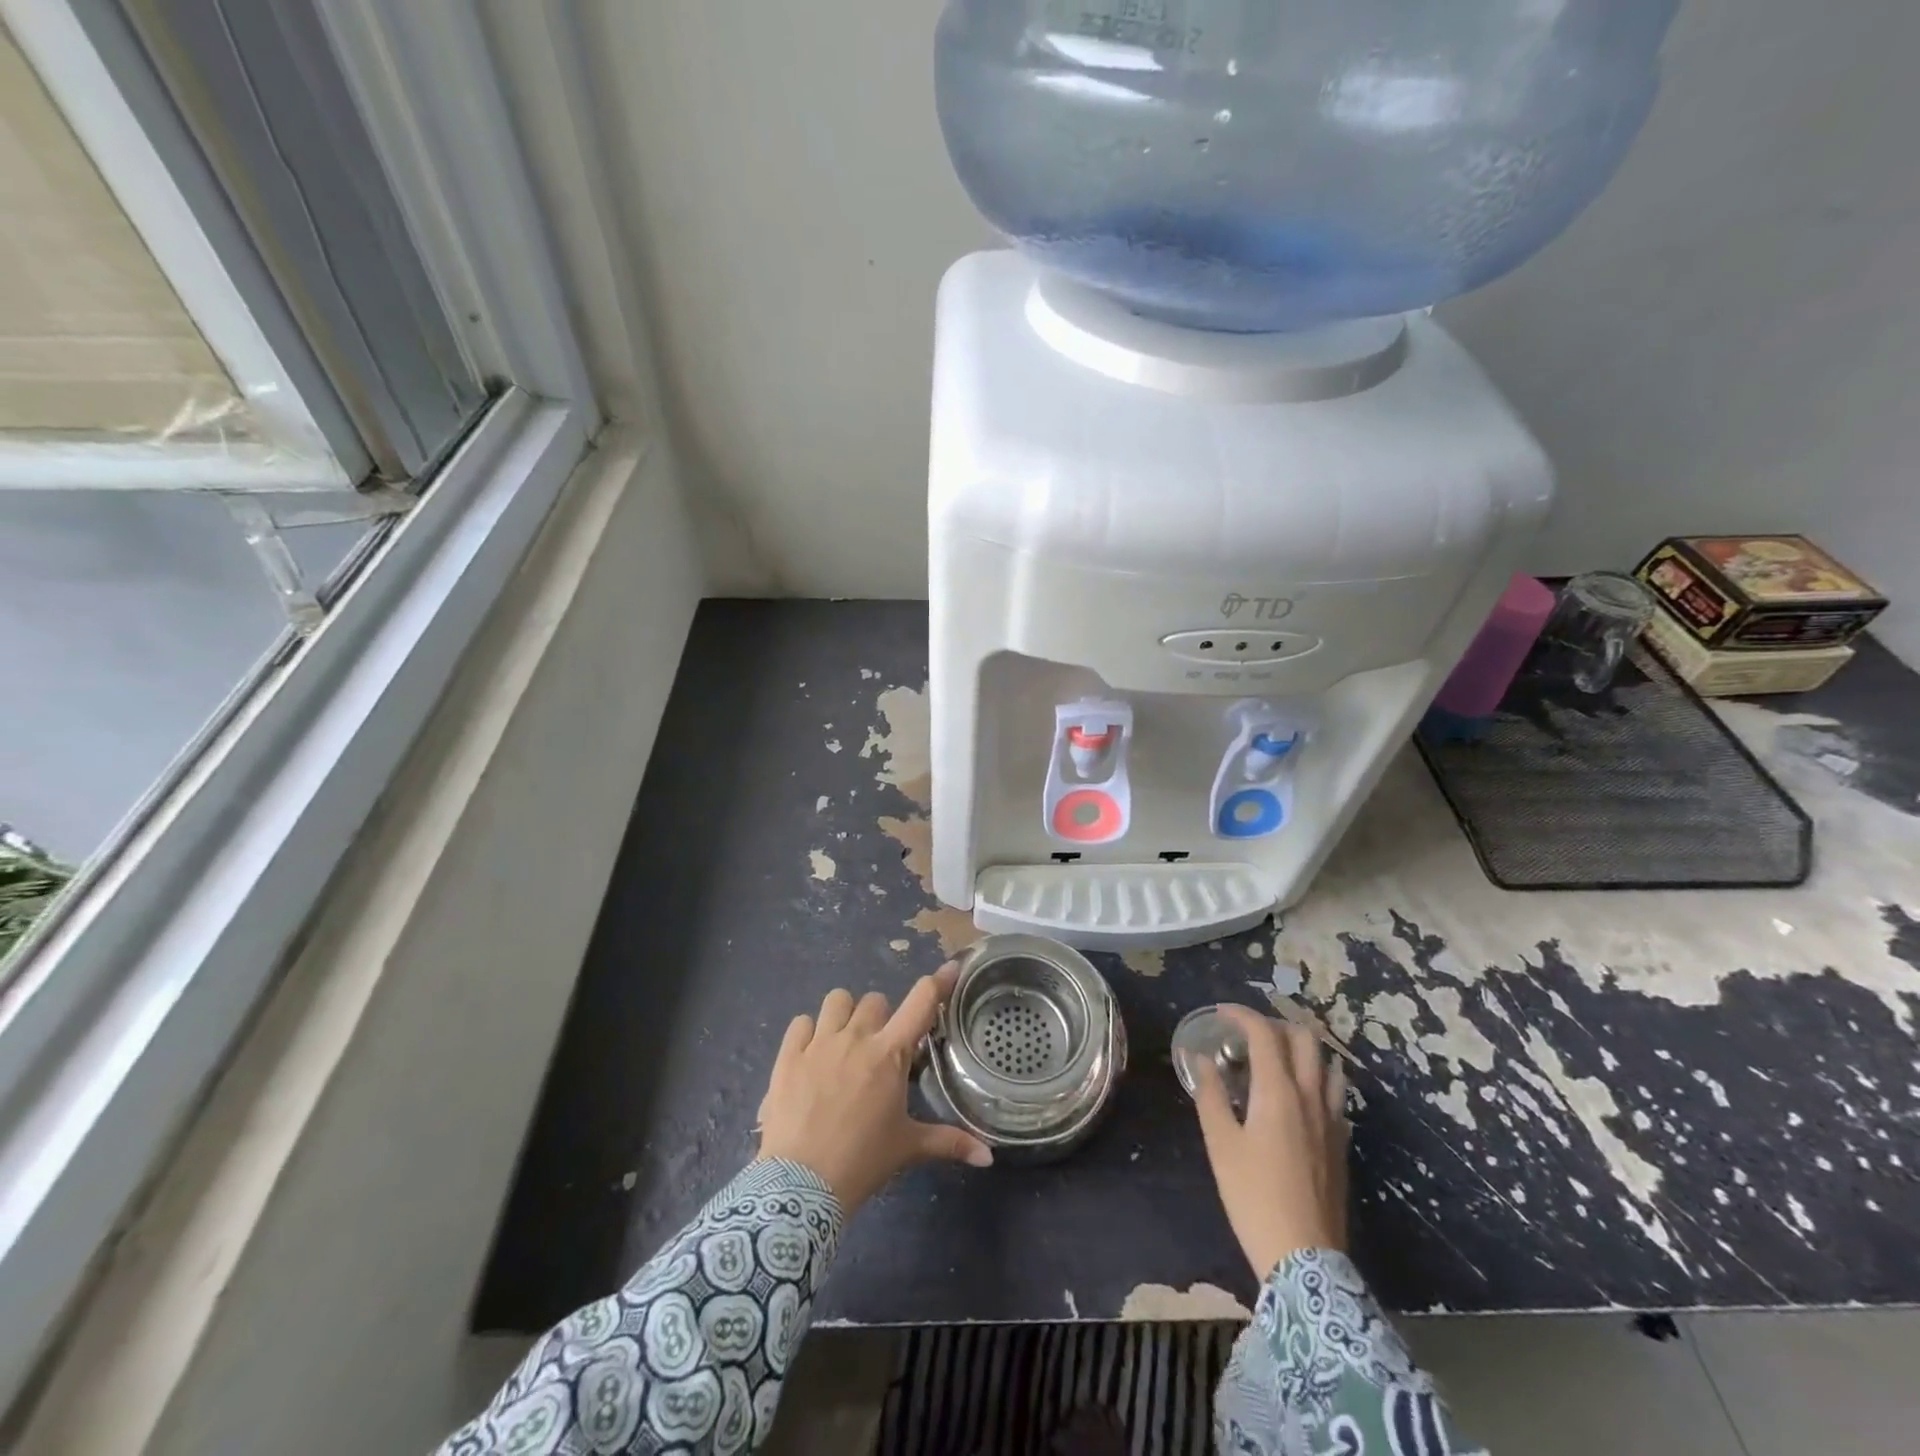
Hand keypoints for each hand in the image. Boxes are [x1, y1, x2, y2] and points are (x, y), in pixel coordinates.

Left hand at [757, 966, 992, 1211]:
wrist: (800, 1186)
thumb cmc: (862, 1162)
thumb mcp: (908, 1149)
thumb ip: (949, 1143)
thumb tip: (988, 1156)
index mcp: (890, 1054)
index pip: (921, 1002)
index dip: (939, 982)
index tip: (951, 967)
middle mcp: (856, 1037)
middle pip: (876, 1000)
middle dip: (882, 1017)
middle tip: (880, 1048)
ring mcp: (819, 1043)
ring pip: (837, 999)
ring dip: (845, 1014)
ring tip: (845, 1042)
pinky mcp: (788, 1055)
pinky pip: (801, 1022)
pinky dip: (808, 1031)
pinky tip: (811, 1054)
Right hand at [1190, 1005, 1348, 1279]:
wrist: (1304, 1258)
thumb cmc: (1253, 1196)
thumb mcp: (1220, 1143)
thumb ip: (1210, 1095)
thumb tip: (1200, 1059)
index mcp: (1278, 1091)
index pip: (1264, 1033)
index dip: (1242, 1015)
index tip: (1221, 1014)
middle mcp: (1310, 1096)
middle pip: (1304, 1038)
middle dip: (1276, 1024)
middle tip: (1248, 1033)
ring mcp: (1332, 1120)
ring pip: (1327, 1064)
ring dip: (1302, 1049)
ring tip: (1276, 1057)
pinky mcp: (1342, 1144)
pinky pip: (1335, 1094)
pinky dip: (1316, 1079)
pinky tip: (1298, 1097)